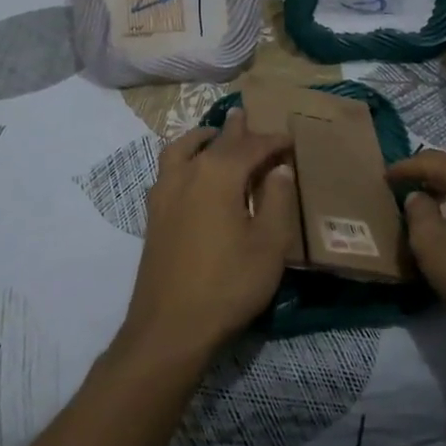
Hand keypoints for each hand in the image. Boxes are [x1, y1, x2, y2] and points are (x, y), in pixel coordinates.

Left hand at [121, 110, 297, 362]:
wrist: (170, 327)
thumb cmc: (228, 284)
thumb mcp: (269, 244)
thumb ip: (276, 200)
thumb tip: (278, 168)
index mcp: (218, 174)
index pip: (251, 146)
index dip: (273, 141)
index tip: (291, 140)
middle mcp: (187, 173)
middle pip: (215, 141)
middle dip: (237, 130)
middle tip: (248, 117)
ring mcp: (164, 192)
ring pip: (182, 149)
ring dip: (202, 139)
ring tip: (215, 136)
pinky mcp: (154, 214)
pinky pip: (169, 169)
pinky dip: (184, 158)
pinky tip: (192, 174)